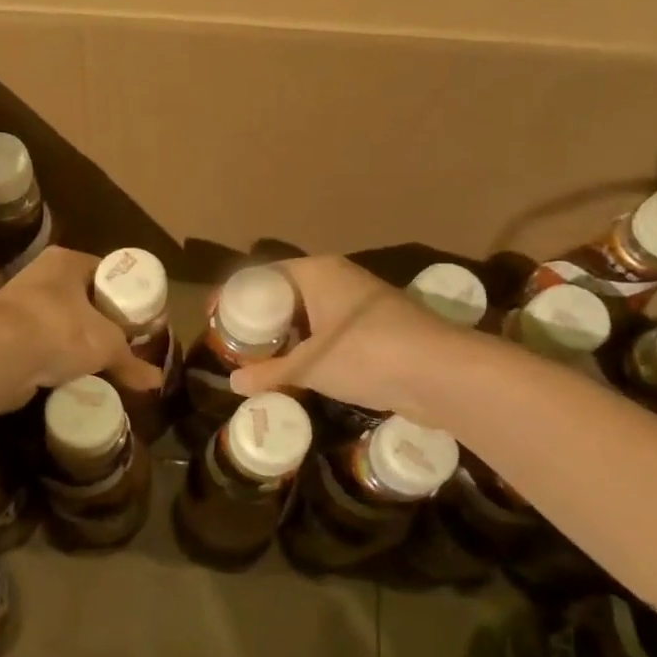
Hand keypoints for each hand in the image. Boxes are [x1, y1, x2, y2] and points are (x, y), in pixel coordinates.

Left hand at [0, 247, 160, 404]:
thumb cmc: (60, 330)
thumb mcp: (106, 345)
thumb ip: (131, 361)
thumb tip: (156, 381)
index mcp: (67, 261)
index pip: (106, 271)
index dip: (126, 294)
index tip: (141, 318)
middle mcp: (40, 275)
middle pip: (83, 297)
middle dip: (103, 320)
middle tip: (125, 342)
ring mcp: (18, 304)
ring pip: (61, 321)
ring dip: (78, 340)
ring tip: (101, 362)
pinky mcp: (4, 334)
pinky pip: (42, 344)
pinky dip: (56, 358)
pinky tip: (72, 374)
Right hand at [230, 256, 456, 416]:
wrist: (442, 373)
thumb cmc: (367, 355)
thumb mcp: (311, 366)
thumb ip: (270, 373)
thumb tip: (234, 383)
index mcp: (316, 272)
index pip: (262, 275)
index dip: (235, 295)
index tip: (214, 318)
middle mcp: (337, 279)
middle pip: (285, 293)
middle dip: (259, 318)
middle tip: (234, 344)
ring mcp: (360, 303)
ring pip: (309, 313)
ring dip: (285, 335)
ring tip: (260, 361)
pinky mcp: (377, 328)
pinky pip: (329, 330)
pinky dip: (310, 346)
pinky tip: (298, 370)